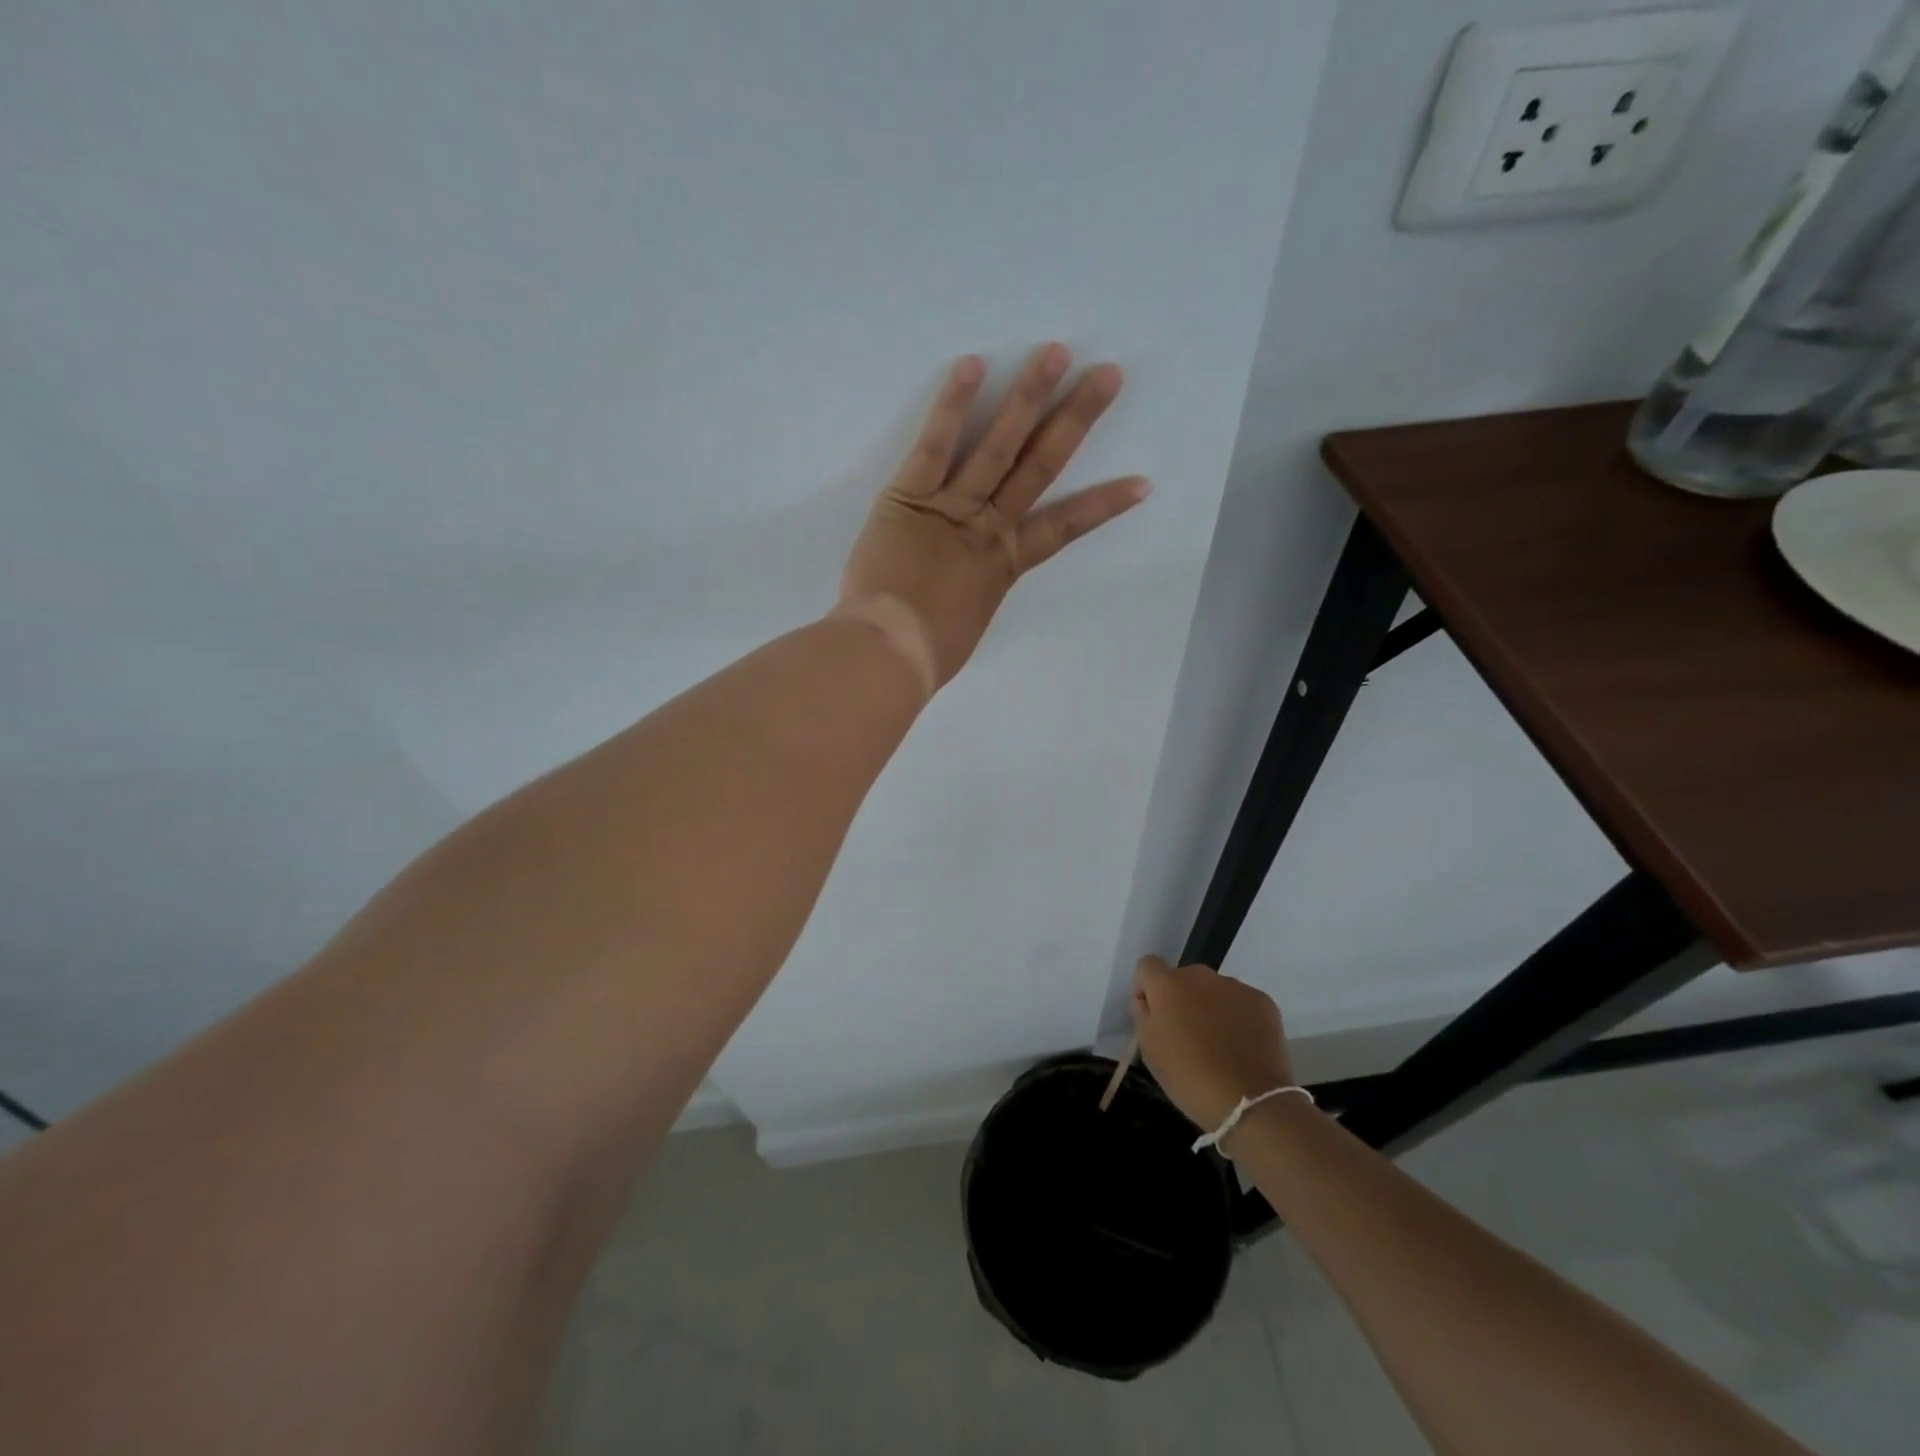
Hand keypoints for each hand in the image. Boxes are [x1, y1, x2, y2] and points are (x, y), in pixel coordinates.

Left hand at [835, 344, 1149, 693]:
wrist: (888, 654)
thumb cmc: (924, 656)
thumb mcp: (961, 627)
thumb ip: (967, 597)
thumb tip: (961, 593)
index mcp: (1005, 565)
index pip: (1065, 527)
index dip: (1103, 505)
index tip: (1141, 482)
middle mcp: (989, 529)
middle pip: (1040, 467)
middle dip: (1075, 420)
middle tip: (1107, 375)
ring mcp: (953, 509)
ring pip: (998, 447)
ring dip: (1028, 397)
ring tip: (1056, 352)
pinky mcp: (910, 497)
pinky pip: (935, 446)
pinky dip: (953, 407)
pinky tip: (974, 364)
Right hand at [1131, 955, 1294, 1132]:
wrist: (1249, 1101)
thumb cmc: (1188, 1078)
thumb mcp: (1149, 1050)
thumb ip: (1144, 1015)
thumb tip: (1149, 1001)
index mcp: (1167, 984)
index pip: (1147, 965)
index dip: (1147, 987)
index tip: (1153, 1014)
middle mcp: (1200, 975)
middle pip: (1183, 978)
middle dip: (1182, 999)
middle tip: (1188, 1035)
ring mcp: (1235, 986)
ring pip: (1214, 990)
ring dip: (1211, 1007)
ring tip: (1220, 1045)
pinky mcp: (1263, 1001)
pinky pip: (1241, 1002)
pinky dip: (1238, 1017)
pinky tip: (1243, 1047)